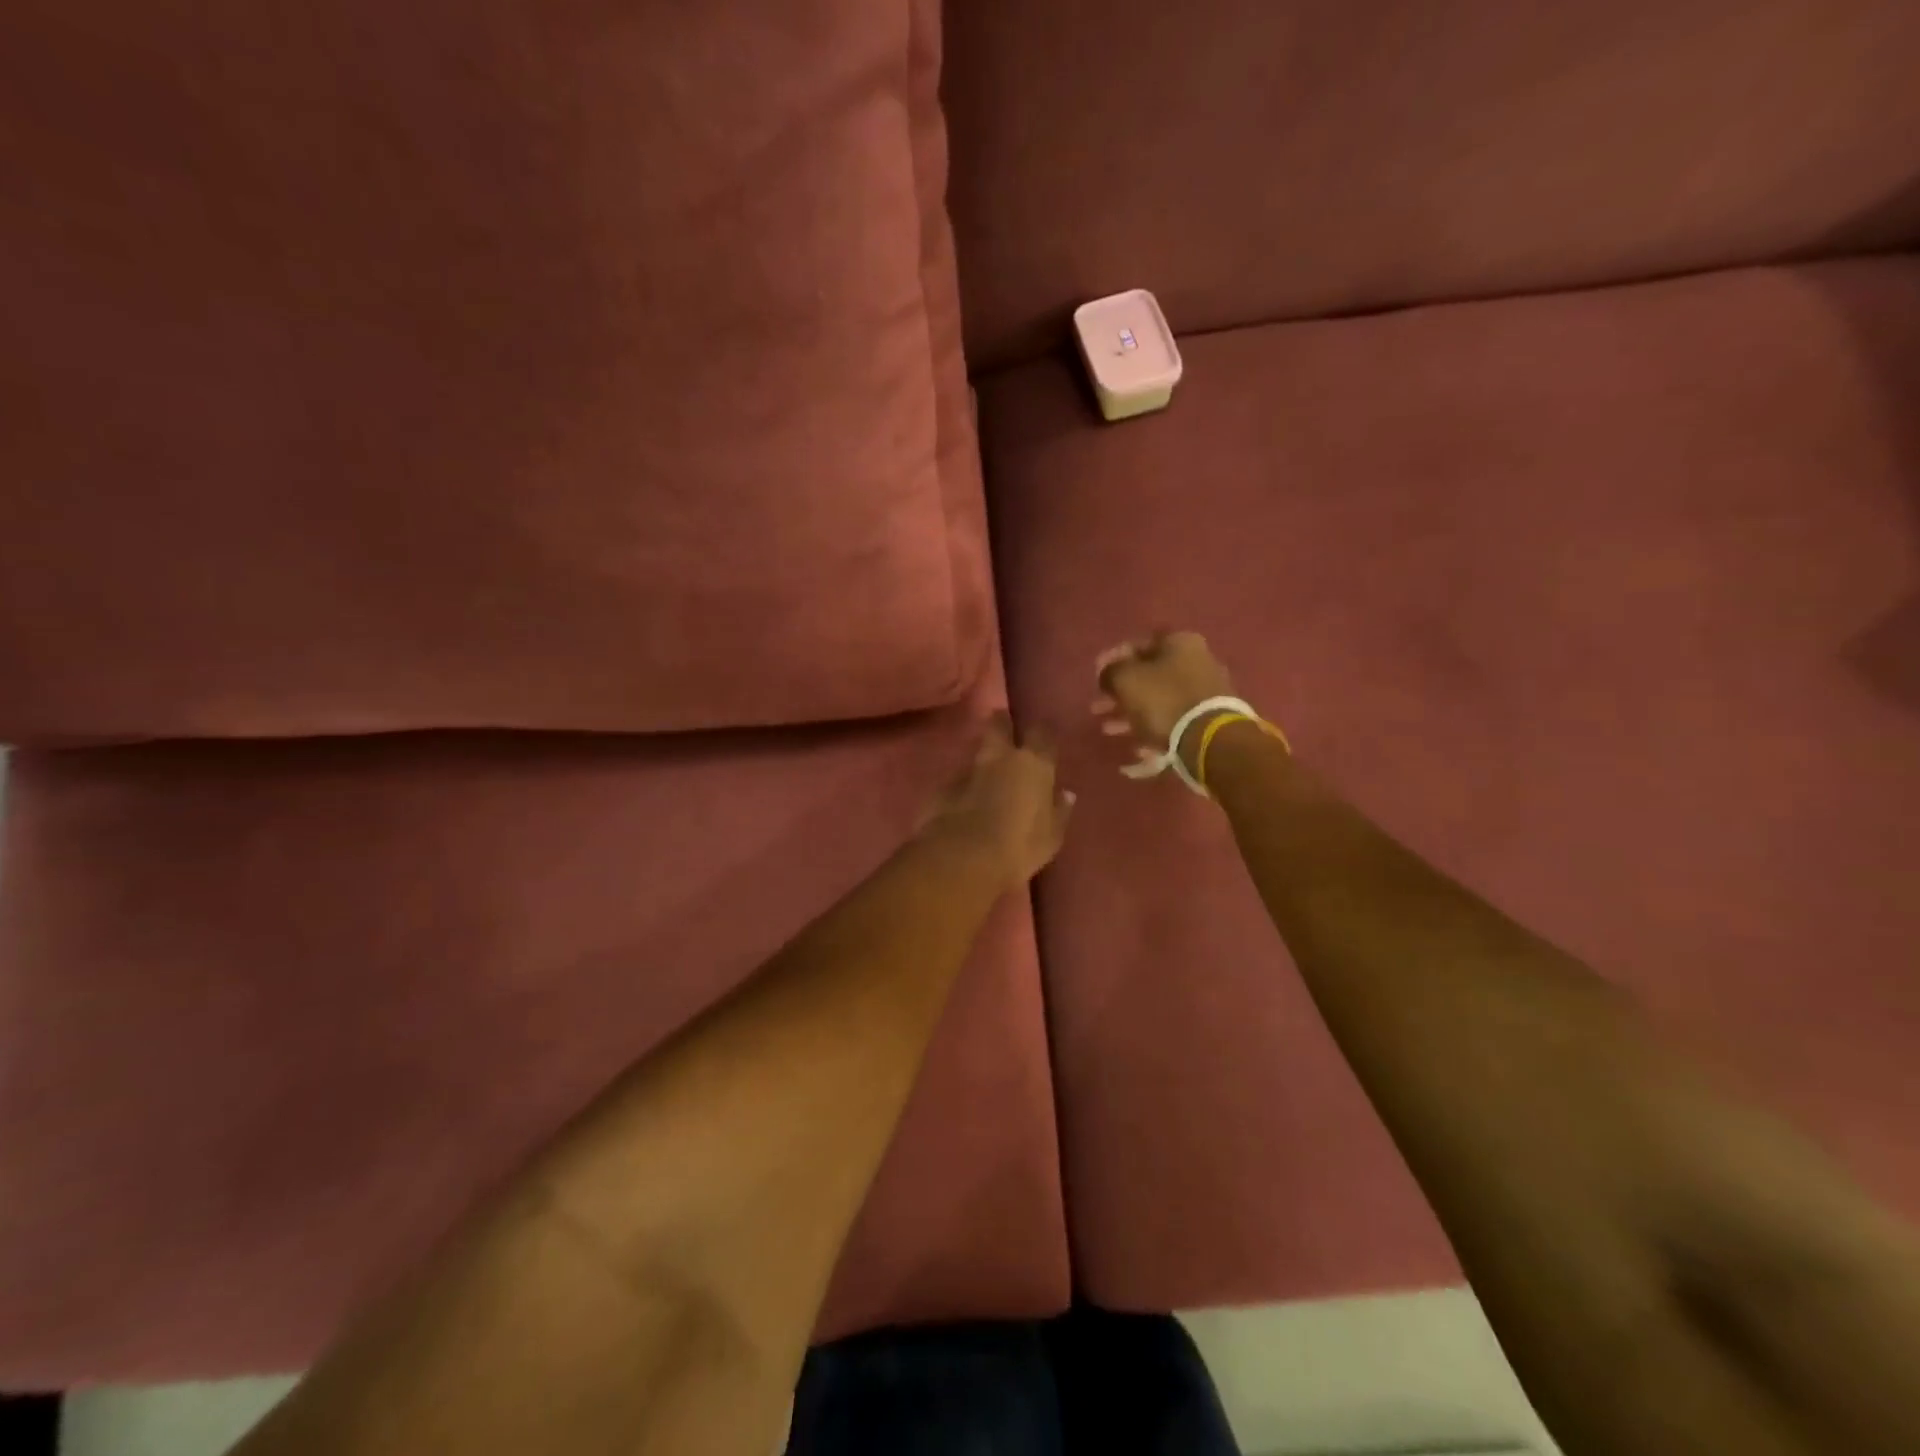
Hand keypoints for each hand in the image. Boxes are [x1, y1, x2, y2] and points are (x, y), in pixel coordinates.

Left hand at [921, 714, 1074, 884]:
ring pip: (977, 751)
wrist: (963, 859)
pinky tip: (966, 803)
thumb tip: (1065, 794)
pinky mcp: (943, 786)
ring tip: (987, 777)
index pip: (1041, 732)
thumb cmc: (1019, 848)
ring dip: (983, 760)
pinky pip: (959, 779)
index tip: (1042, 740)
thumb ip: (1059, 811)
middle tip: (1006, 734)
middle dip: (1002, 724)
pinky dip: (965, 786)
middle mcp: (1000, 757)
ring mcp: (968, 769)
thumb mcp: (1051, 836)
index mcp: (1033, 764)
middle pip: (998, 724)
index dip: (1041, 734)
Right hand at [1094, 630, 1235, 774]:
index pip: (1137, 644)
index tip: (1096, 676)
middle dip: (1120, 692)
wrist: (1209, 738)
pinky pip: (1172, 719)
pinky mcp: (1207, 718)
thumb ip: (1110, 672)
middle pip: (1148, 674)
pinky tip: (1136, 746)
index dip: (1112, 659)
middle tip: (1098, 707)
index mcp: (1179, 642)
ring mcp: (1205, 691)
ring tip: (1108, 729)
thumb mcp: (1126, 679)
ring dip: (1131, 713)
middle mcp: (1196, 660)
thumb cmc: (1163, 700)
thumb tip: (1108, 675)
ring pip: (1158, 699)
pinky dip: (1152, 728)